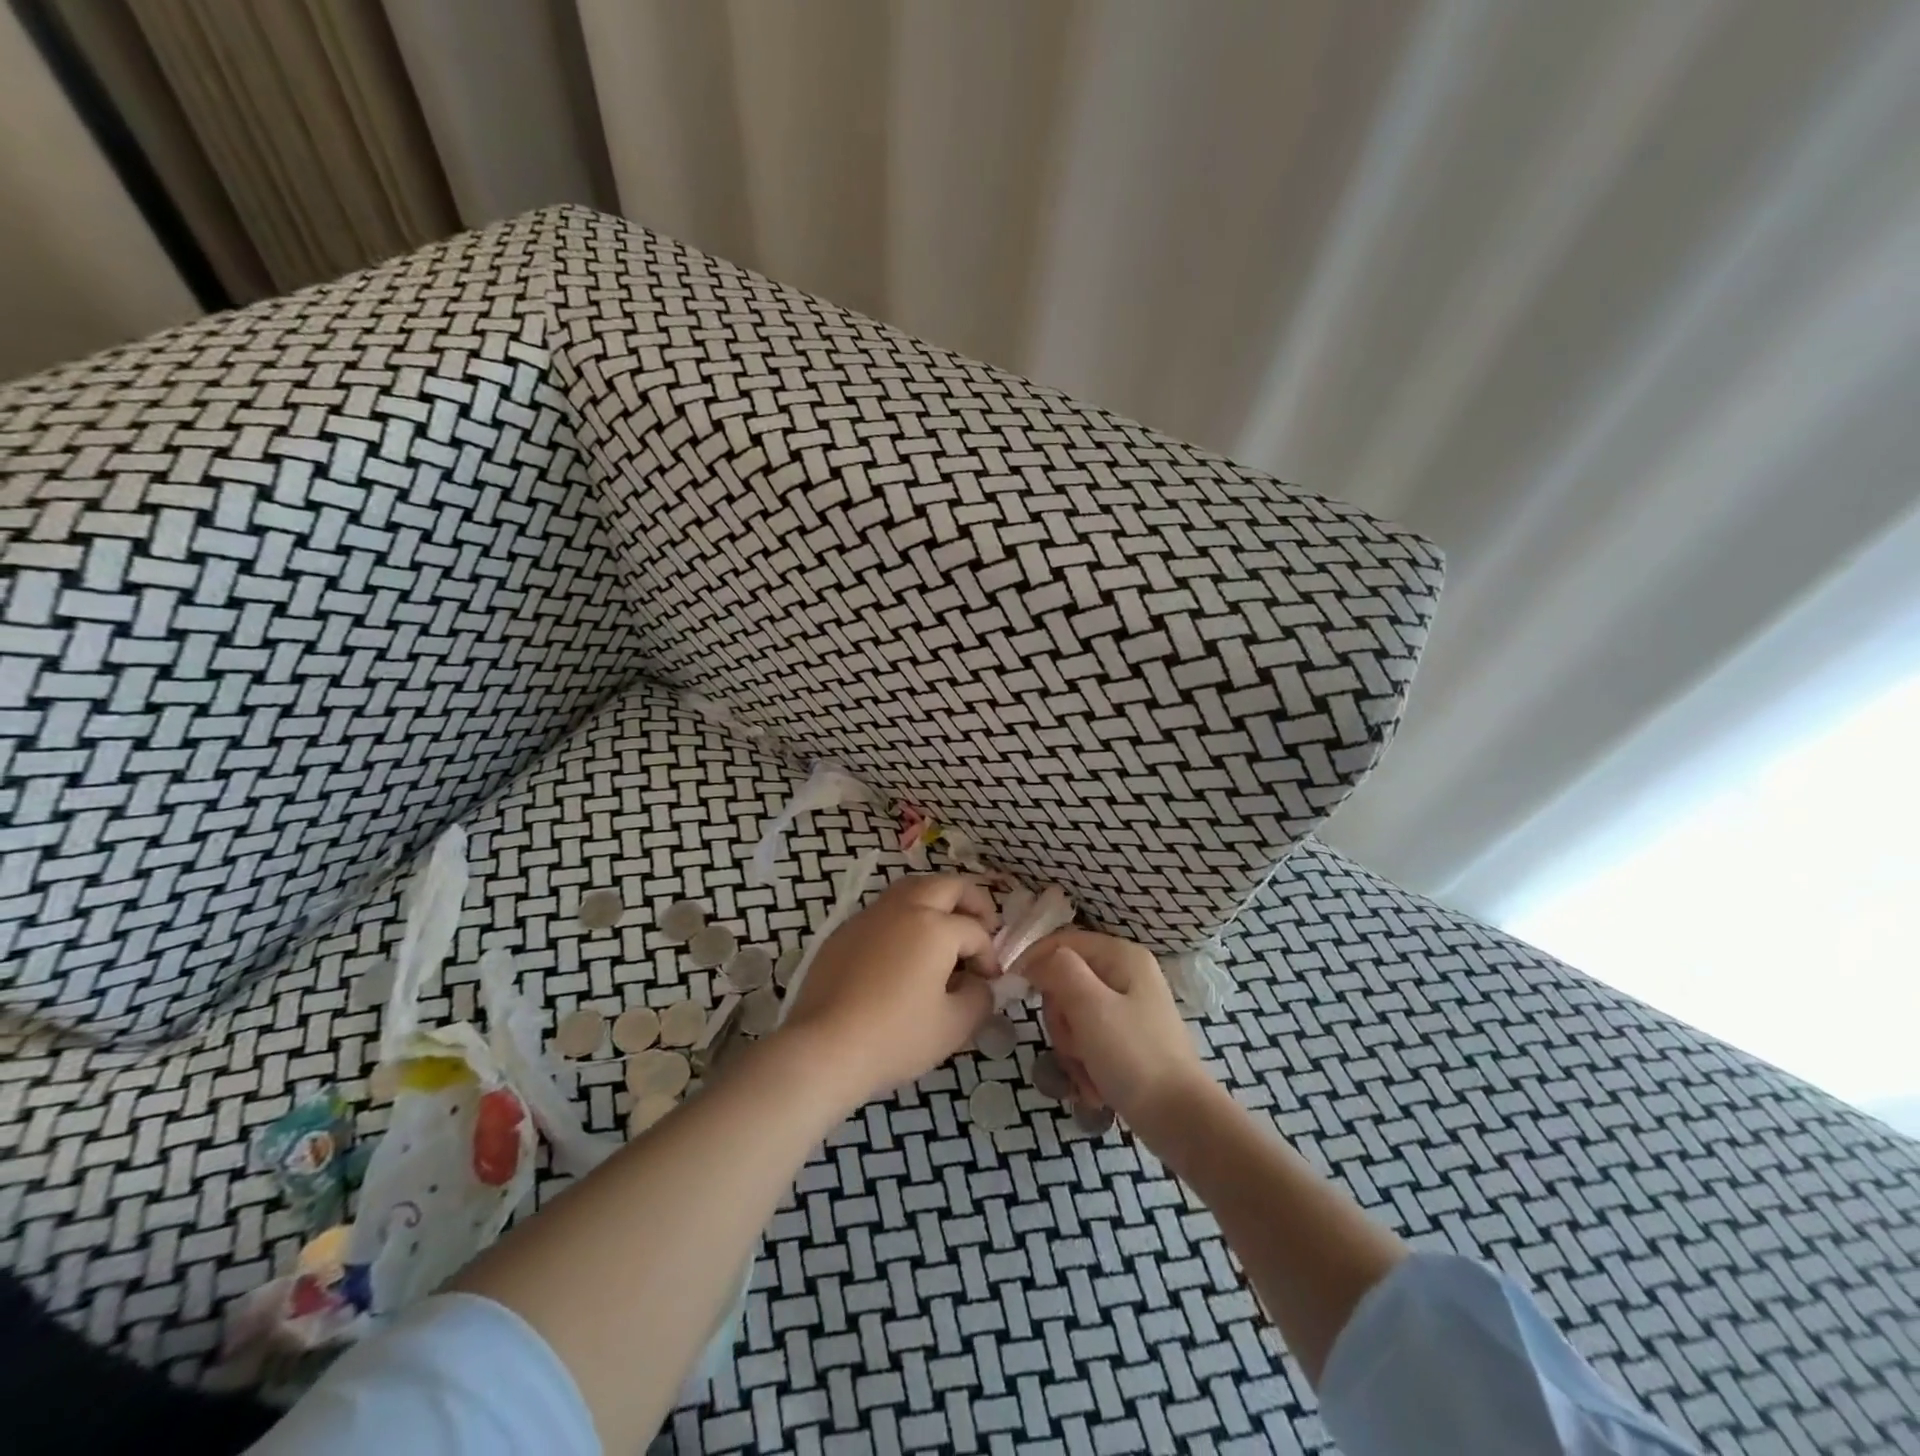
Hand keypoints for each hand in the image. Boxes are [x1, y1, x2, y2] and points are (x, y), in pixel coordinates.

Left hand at [777, 874, 998, 1107]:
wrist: (824, 1048)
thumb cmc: (896, 1037)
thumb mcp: (954, 1026)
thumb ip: (980, 998)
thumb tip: (979, 984)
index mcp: (935, 926)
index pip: (975, 932)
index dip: (990, 956)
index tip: (990, 982)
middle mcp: (903, 908)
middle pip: (947, 885)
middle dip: (972, 902)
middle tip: (983, 927)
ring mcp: (870, 915)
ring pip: (912, 888)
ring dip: (936, 901)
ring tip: (944, 931)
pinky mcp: (845, 930)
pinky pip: (884, 911)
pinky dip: (905, 918)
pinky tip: (904, 951)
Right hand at [1022, 929, 1216, 1143]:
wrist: (1179, 1120)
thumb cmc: (1133, 1056)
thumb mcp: (1089, 1006)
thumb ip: (1059, 970)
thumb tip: (1036, 961)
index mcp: (1121, 956)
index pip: (1062, 942)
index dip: (1035, 961)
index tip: (1014, 990)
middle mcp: (1126, 975)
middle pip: (1065, 981)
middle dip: (1060, 1019)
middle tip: (1072, 1046)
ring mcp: (1128, 1009)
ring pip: (1073, 1015)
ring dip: (1071, 1048)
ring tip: (1086, 1074)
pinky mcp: (1127, 1040)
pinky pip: (1089, 1040)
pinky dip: (1085, 1064)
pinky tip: (1095, 1086)